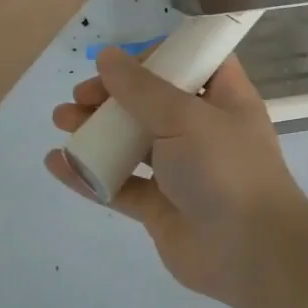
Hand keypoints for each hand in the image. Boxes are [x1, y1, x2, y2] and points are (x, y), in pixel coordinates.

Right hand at [44, 49, 307, 305]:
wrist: (249, 251)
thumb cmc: (225, 168)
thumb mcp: (186, 118)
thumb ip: (143, 89)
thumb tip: (109, 56)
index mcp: (225, 99)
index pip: (195, 63)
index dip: (160, 57)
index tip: (123, 62)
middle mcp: (205, 130)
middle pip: (155, 101)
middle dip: (115, 94)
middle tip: (81, 96)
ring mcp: (182, 169)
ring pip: (134, 141)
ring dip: (98, 129)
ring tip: (61, 121)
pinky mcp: (162, 206)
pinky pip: (122, 184)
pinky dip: (92, 173)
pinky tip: (58, 163)